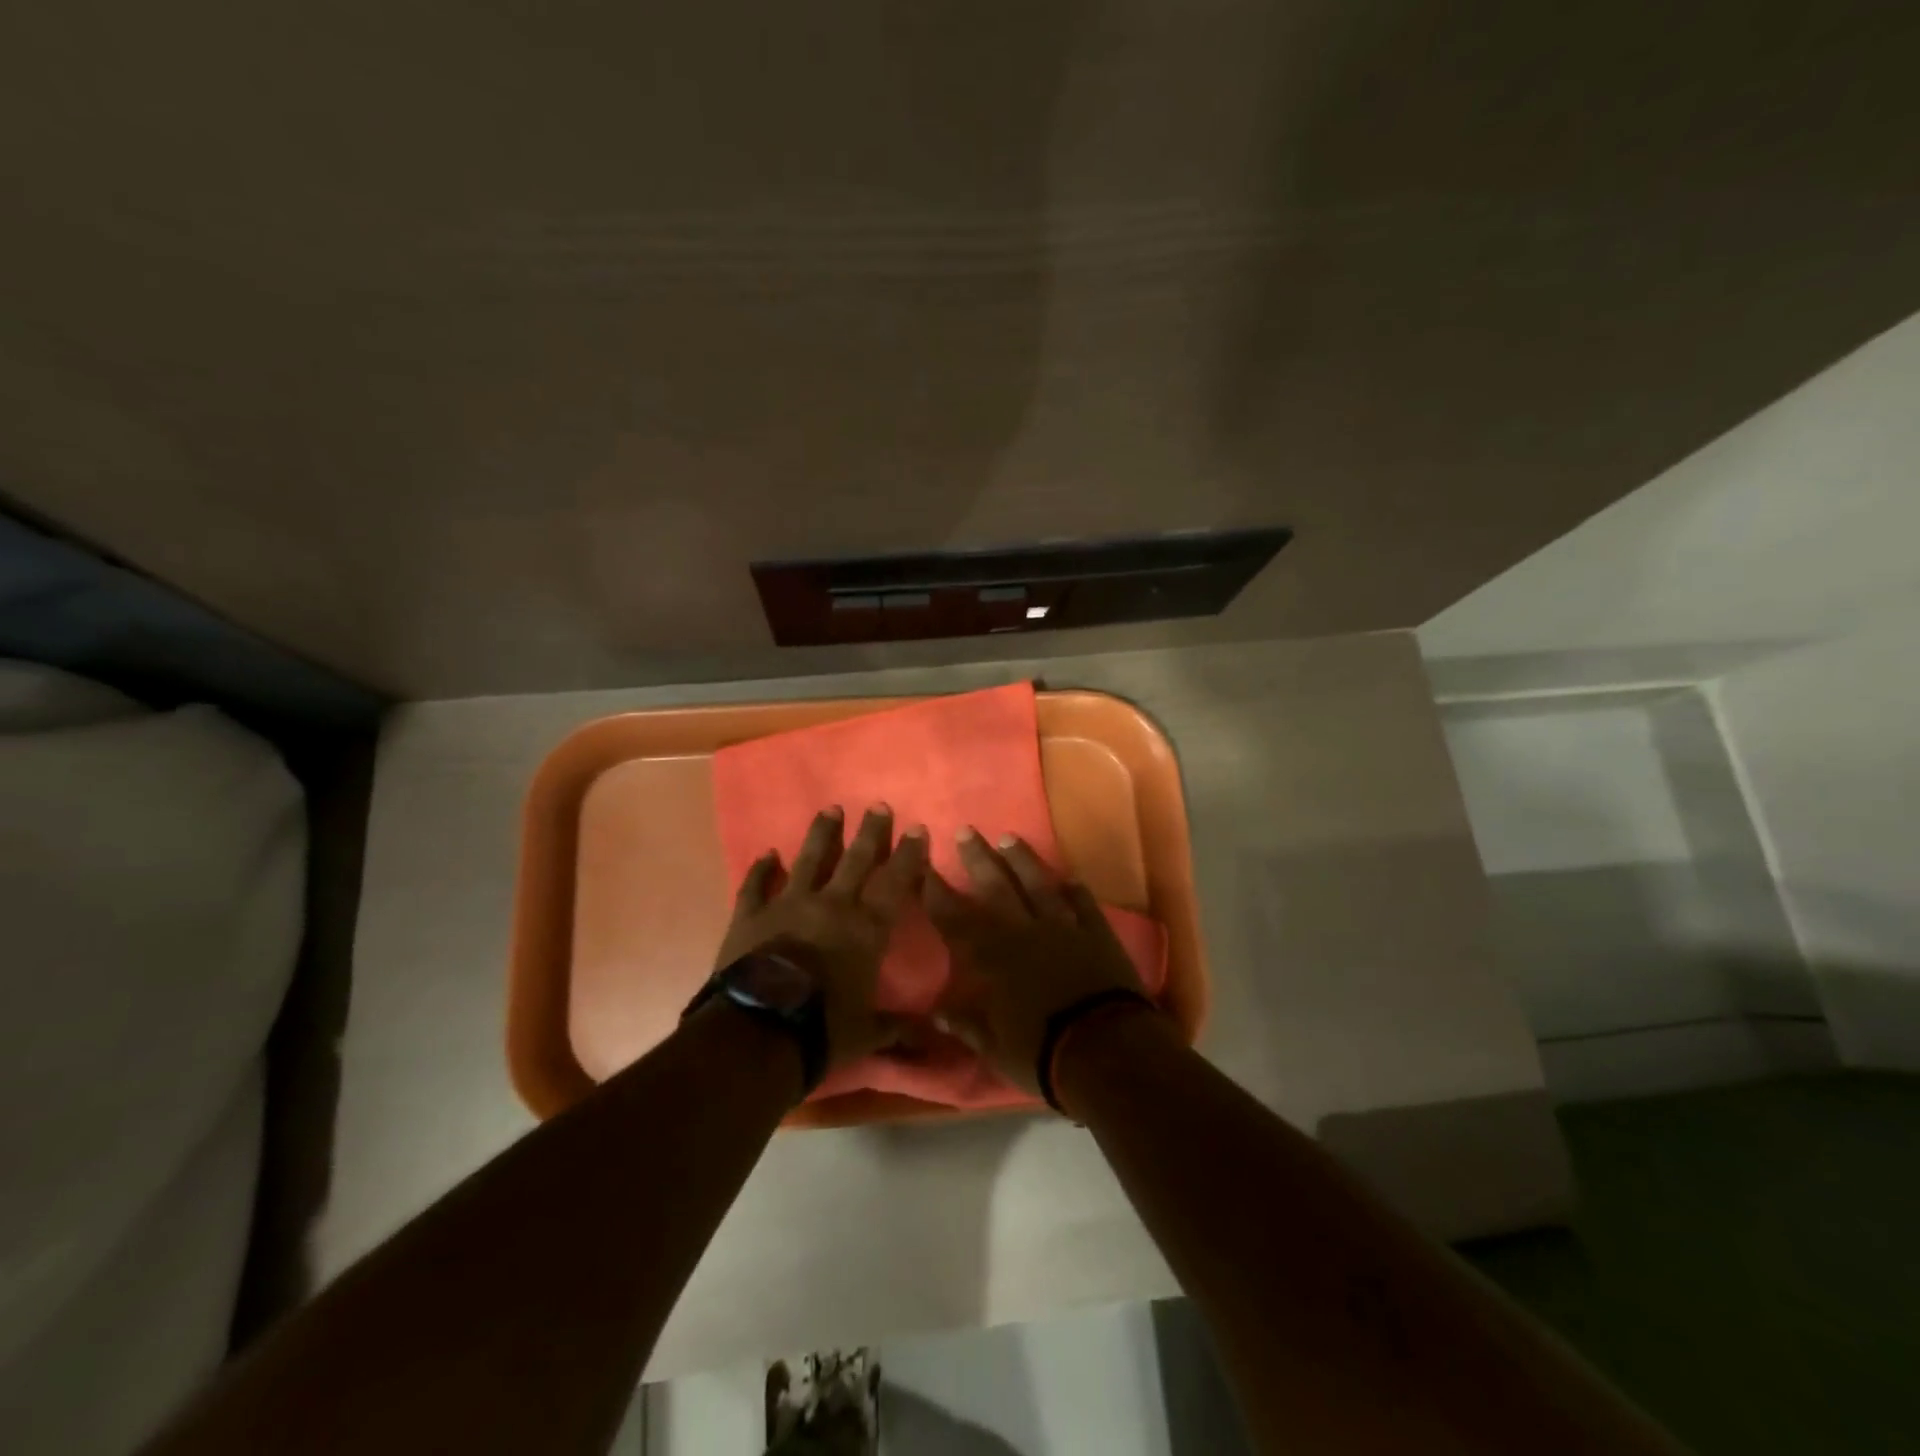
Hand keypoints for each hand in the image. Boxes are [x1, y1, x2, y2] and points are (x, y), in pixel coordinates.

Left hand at [715, 804, 928, 1071]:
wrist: (759, 1032)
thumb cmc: (823, 1029)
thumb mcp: (868, 1033)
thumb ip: (899, 1029)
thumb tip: (935, 1042)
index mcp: (866, 928)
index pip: (895, 883)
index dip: (908, 855)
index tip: (916, 829)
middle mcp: (832, 905)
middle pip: (856, 859)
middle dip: (871, 832)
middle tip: (879, 806)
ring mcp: (788, 905)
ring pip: (809, 859)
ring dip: (822, 834)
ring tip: (831, 809)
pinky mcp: (751, 916)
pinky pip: (756, 886)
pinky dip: (761, 870)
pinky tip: (766, 854)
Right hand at [923, 828, 1145, 1095]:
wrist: (1106, 1050)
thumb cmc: (1041, 1052)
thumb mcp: (994, 1048)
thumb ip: (966, 1024)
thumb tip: (936, 1011)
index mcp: (994, 957)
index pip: (956, 919)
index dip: (938, 893)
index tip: (924, 867)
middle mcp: (1024, 932)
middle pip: (996, 887)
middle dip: (978, 859)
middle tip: (965, 831)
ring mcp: (1063, 928)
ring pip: (1038, 885)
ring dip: (1023, 860)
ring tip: (1009, 838)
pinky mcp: (1096, 934)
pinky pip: (1083, 904)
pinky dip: (1074, 890)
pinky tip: (1068, 877)